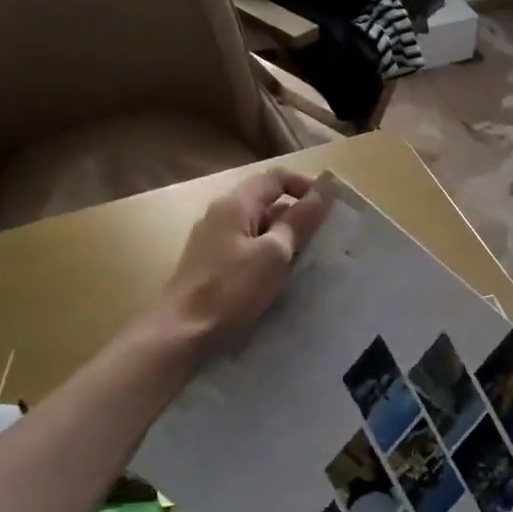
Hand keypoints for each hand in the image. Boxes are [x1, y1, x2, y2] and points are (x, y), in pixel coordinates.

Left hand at [160, 168, 328, 348]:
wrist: (182, 333)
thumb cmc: (231, 290)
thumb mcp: (274, 254)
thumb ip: (298, 221)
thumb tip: (323, 193)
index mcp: (235, 204)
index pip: (275, 178)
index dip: (305, 185)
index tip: (330, 205)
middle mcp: (220, 214)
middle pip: (265, 201)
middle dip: (296, 214)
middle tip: (323, 236)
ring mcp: (211, 239)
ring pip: (256, 226)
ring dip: (283, 236)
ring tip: (307, 258)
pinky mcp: (209, 263)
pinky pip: (245, 246)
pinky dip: (266, 253)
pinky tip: (279, 276)